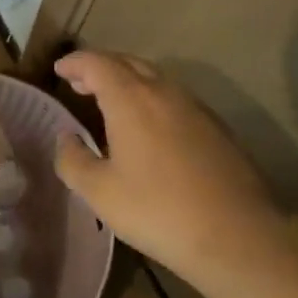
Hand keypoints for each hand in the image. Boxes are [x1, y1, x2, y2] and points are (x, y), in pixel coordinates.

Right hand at [53, 50, 292, 287]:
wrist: (237, 235)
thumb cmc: (158, 210)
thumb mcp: (100, 192)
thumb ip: (73, 160)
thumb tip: (65, 139)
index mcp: (131, 98)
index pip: (97, 63)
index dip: (75, 62)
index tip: (59, 69)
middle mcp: (163, 91)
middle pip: (127, 62)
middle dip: (100, 67)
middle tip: (80, 83)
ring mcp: (195, 106)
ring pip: (154, 78)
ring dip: (128, 81)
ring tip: (111, 102)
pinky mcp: (216, 126)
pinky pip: (174, 98)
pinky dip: (151, 98)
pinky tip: (149, 126)